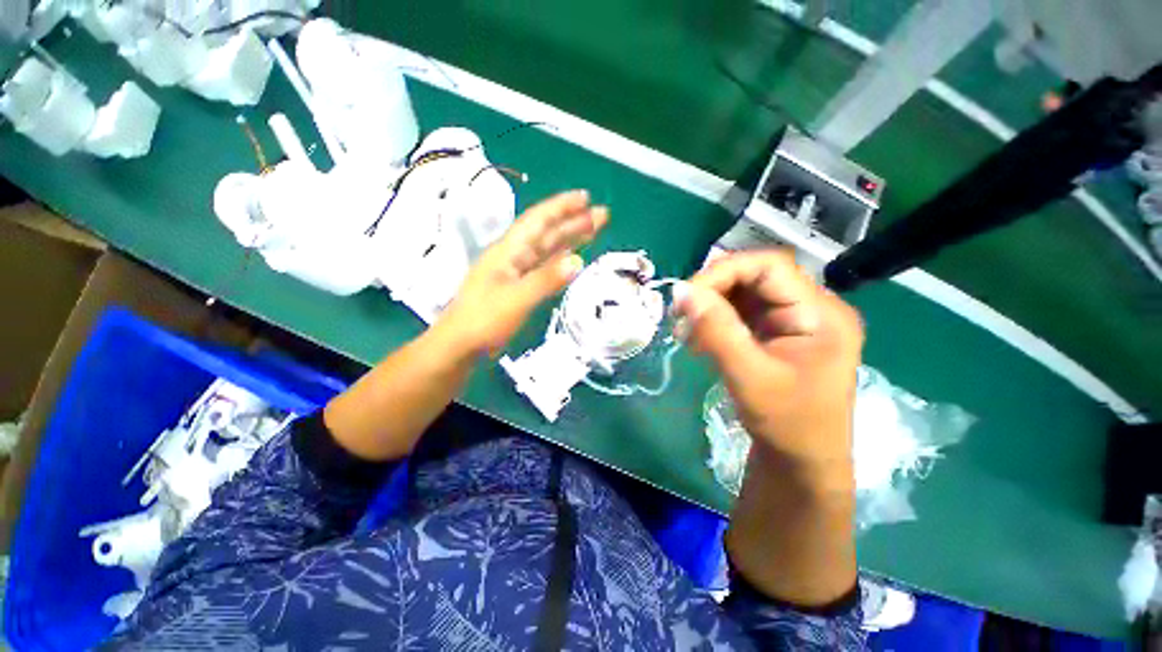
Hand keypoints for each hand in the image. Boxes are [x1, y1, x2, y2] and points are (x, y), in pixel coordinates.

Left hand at [438, 190, 608, 355]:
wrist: (460, 345)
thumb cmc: (484, 320)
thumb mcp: (516, 299)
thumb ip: (546, 280)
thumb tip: (578, 261)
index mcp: (509, 251)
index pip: (538, 221)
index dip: (561, 207)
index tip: (586, 198)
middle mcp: (513, 256)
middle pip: (546, 233)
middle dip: (573, 221)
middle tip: (602, 215)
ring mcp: (516, 272)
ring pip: (547, 249)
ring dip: (570, 238)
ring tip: (593, 230)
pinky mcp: (518, 287)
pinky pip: (544, 267)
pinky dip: (560, 260)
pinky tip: (571, 257)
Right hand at [675, 250, 862, 474]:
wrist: (801, 463)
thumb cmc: (787, 424)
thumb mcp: (750, 377)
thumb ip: (716, 330)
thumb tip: (682, 291)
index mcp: (821, 314)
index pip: (770, 266)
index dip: (725, 272)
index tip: (687, 295)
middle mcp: (811, 308)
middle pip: (755, 277)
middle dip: (713, 292)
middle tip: (681, 316)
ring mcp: (793, 321)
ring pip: (743, 294)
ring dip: (710, 307)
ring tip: (687, 332)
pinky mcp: (776, 333)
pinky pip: (741, 313)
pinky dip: (715, 321)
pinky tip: (699, 340)